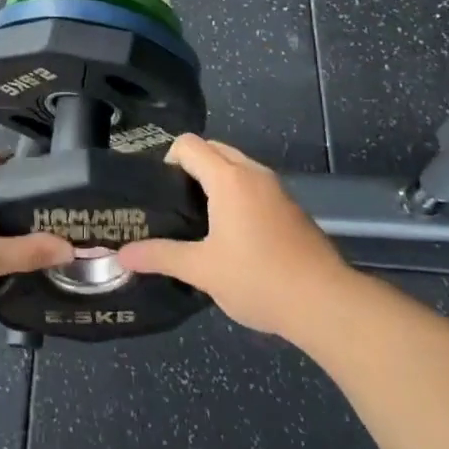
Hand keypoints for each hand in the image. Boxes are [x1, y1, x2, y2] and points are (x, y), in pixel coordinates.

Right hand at [119, 135, 352, 337]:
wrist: (326, 304)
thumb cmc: (258, 279)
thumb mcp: (202, 270)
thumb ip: (160, 256)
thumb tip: (121, 254)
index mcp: (229, 178)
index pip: (188, 144)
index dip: (167, 160)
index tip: (159, 193)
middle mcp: (253, 173)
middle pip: (213, 149)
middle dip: (190, 168)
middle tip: (174, 205)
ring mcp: (276, 189)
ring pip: (236, 167)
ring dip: (215, 181)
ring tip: (198, 221)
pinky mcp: (291, 208)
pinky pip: (253, 185)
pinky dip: (236, 195)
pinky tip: (231, 236)